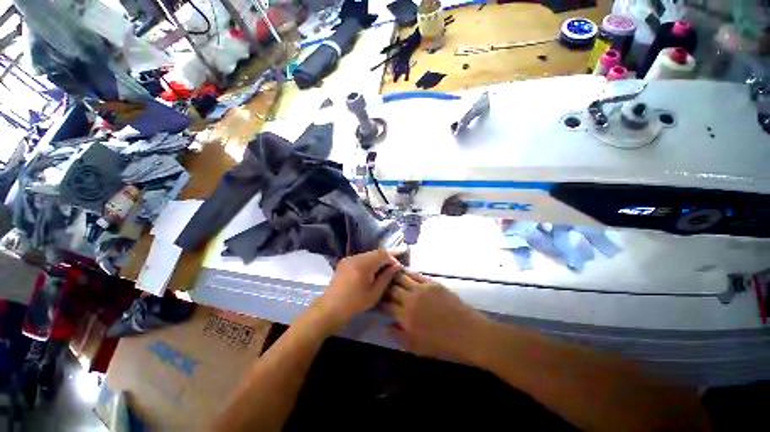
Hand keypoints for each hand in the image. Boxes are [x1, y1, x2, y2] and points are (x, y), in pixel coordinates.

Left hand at [314, 249, 402, 330]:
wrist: (330, 309)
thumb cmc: (355, 304)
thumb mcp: (374, 293)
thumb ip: (387, 277)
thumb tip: (397, 265)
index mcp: (363, 265)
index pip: (382, 254)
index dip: (393, 254)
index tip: (402, 257)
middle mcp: (355, 258)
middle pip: (375, 252)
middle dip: (387, 256)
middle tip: (396, 262)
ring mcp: (349, 259)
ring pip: (368, 254)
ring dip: (378, 258)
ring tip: (386, 266)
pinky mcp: (345, 262)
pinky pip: (361, 258)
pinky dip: (370, 261)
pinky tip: (373, 268)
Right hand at [383, 272, 491, 363]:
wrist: (468, 333)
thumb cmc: (443, 344)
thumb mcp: (417, 347)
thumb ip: (399, 336)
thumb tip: (385, 325)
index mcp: (406, 317)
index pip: (387, 305)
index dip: (381, 301)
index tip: (379, 300)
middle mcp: (411, 300)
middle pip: (392, 289)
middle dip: (385, 287)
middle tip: (382, 286)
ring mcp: (421, 289)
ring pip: (402, 278)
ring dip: (394, 277)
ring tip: (389, 275)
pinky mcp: (432, 283)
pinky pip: (416, 275)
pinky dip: (408, 273)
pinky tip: (404, 272)